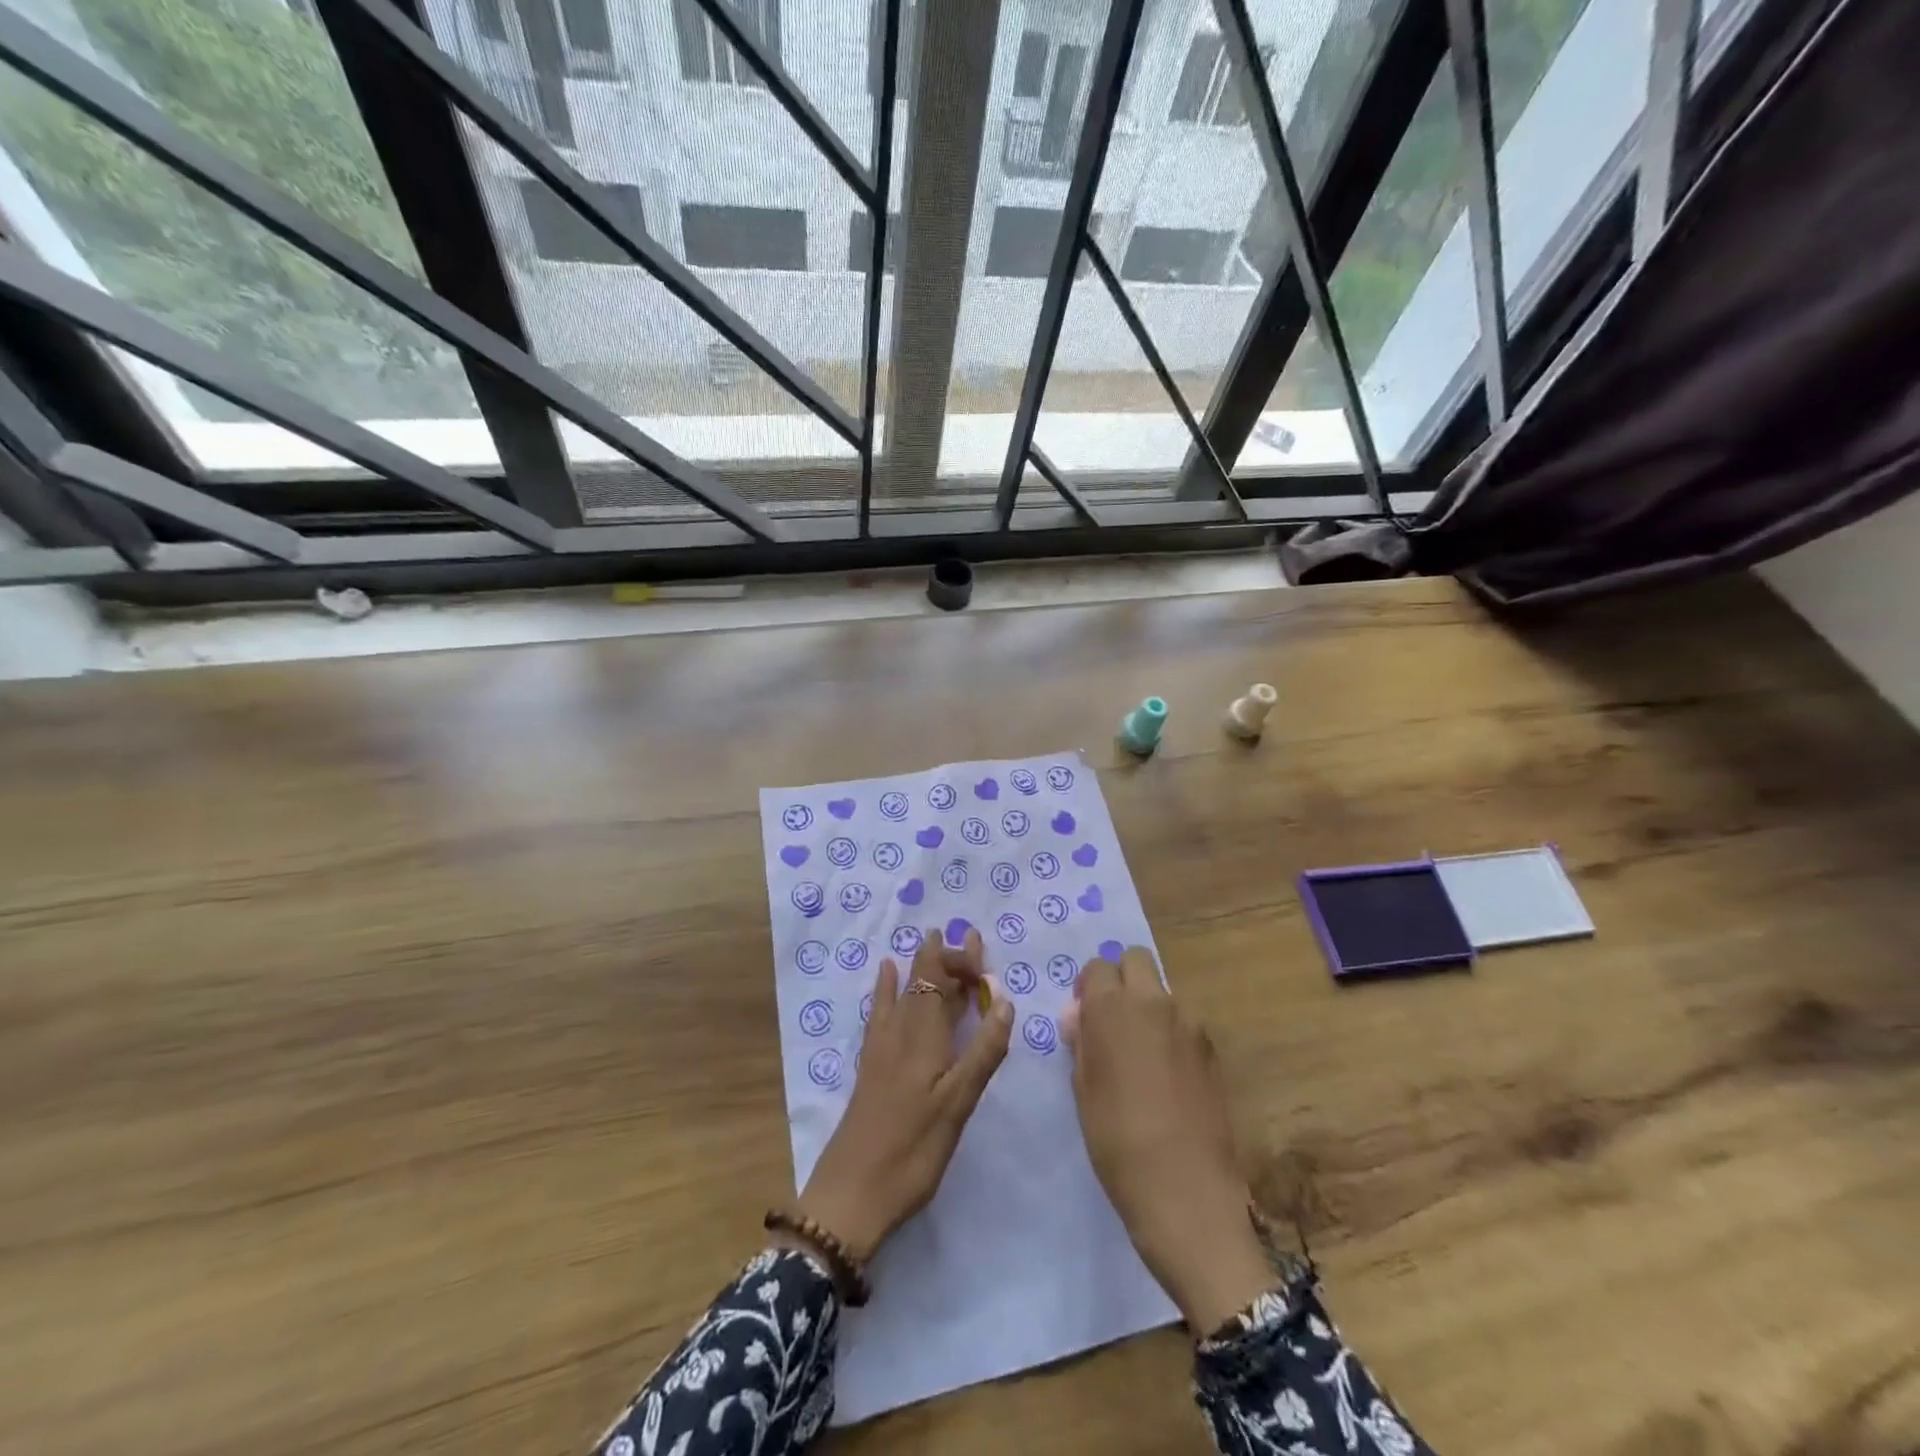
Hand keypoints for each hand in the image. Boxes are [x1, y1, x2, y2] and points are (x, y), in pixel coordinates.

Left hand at [790, 929, 1012, 1262]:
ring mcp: (882, 1047)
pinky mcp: (871, 1065)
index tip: (984, 957)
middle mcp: (900, 1031)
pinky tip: (887, 974)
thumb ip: (983, 1052)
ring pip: (905, 992)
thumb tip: (1005, 1001)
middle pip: (923, 981)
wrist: (852, 1193)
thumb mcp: (958, 1105)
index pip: (938, 978)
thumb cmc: (912, 1151)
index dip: (958, 959)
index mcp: (924, 1036)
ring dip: (922, 967)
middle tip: (969, 938)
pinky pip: (882, 1010)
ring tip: (931, 940)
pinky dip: (889, 988)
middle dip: (946, 957)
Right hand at [1063, 947, 1273, 1333]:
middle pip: (1136, 960)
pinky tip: (1166, 1078)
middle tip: (1111, 1020)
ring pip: (1162, 993)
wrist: (1185, 1192)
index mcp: (1113, 1008)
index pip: (1098, 967)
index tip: (1083, 1015)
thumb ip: (1082, 1042)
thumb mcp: (1083, 1090)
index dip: (1088, 987)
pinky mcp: (1211, 1051)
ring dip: (1147, 1007)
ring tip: (1140, 1056)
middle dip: (1121, 978)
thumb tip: (1081, 1017)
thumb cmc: (1116, 1142)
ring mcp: (1189, 1025)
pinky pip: (1184, 1024)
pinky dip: (1170, 1035)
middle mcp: (1153, 1003)